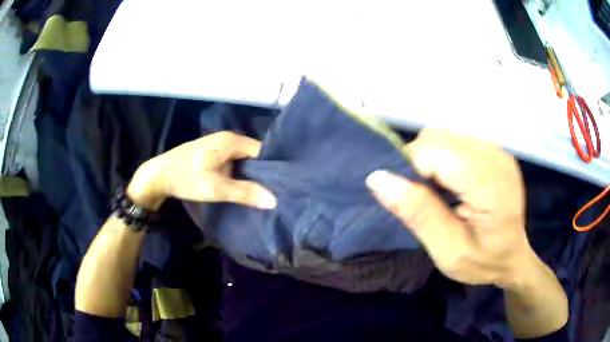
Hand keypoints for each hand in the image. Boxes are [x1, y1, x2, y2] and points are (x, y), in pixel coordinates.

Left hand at [127, 131, 276, 209]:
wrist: (158, 175)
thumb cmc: (186, 179)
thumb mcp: (216, 188)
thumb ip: (245, 193)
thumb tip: (274, 200)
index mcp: (231, 140)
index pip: (261, 151)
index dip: (271, 167)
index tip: (280, 184)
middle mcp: (226, 138)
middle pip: (252, 154)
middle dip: (261, 171)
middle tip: (272, 190)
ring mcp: (218, 144)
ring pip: (242, 158)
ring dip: (249, 173)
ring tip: (260, 190)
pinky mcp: (211, 152)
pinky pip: (232, 160)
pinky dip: (238, 172)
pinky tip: (240, 185)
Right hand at [366, 129, 531, 287]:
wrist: (512, 255)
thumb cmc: (483, 261)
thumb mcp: (448, 252)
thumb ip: (419, 214)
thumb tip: (378, 178)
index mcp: (490, 183)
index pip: (434, 152)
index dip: (411, 172)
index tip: (412, 202)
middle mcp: (494, 155)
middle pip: (437, 139)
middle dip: (419, 165)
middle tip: (426, 201)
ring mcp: (495, 148)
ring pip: (441, 135)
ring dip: (429, 161)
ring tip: (439, 193)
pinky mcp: (491, 148)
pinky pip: (452, 140)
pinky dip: (441, 158)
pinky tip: (451, 183)